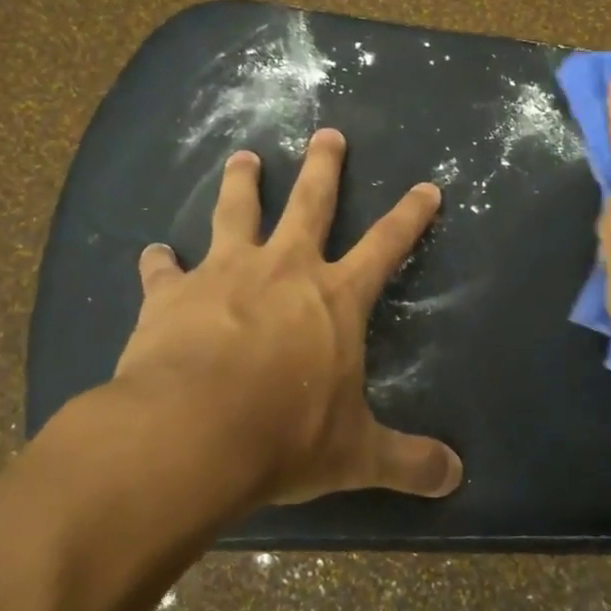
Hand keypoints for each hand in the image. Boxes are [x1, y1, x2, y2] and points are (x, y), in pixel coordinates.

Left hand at [99, 128, 463, 506]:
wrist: (191, 434)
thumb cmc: (284, 436)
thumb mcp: (355, 455)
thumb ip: (408, 462)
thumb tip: (456, 479)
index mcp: (335, 298)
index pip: (387, 246)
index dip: (411, 216)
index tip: (427, 186)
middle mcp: (284, 269)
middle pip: (310, 203)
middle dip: (324, 166)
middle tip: (328, 132)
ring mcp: (225, 274)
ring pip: (236, 212)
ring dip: (242, 182)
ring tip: (243, 157)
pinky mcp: (172, 295)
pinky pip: (164, 270)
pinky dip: (159, 262)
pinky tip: (153, 252)